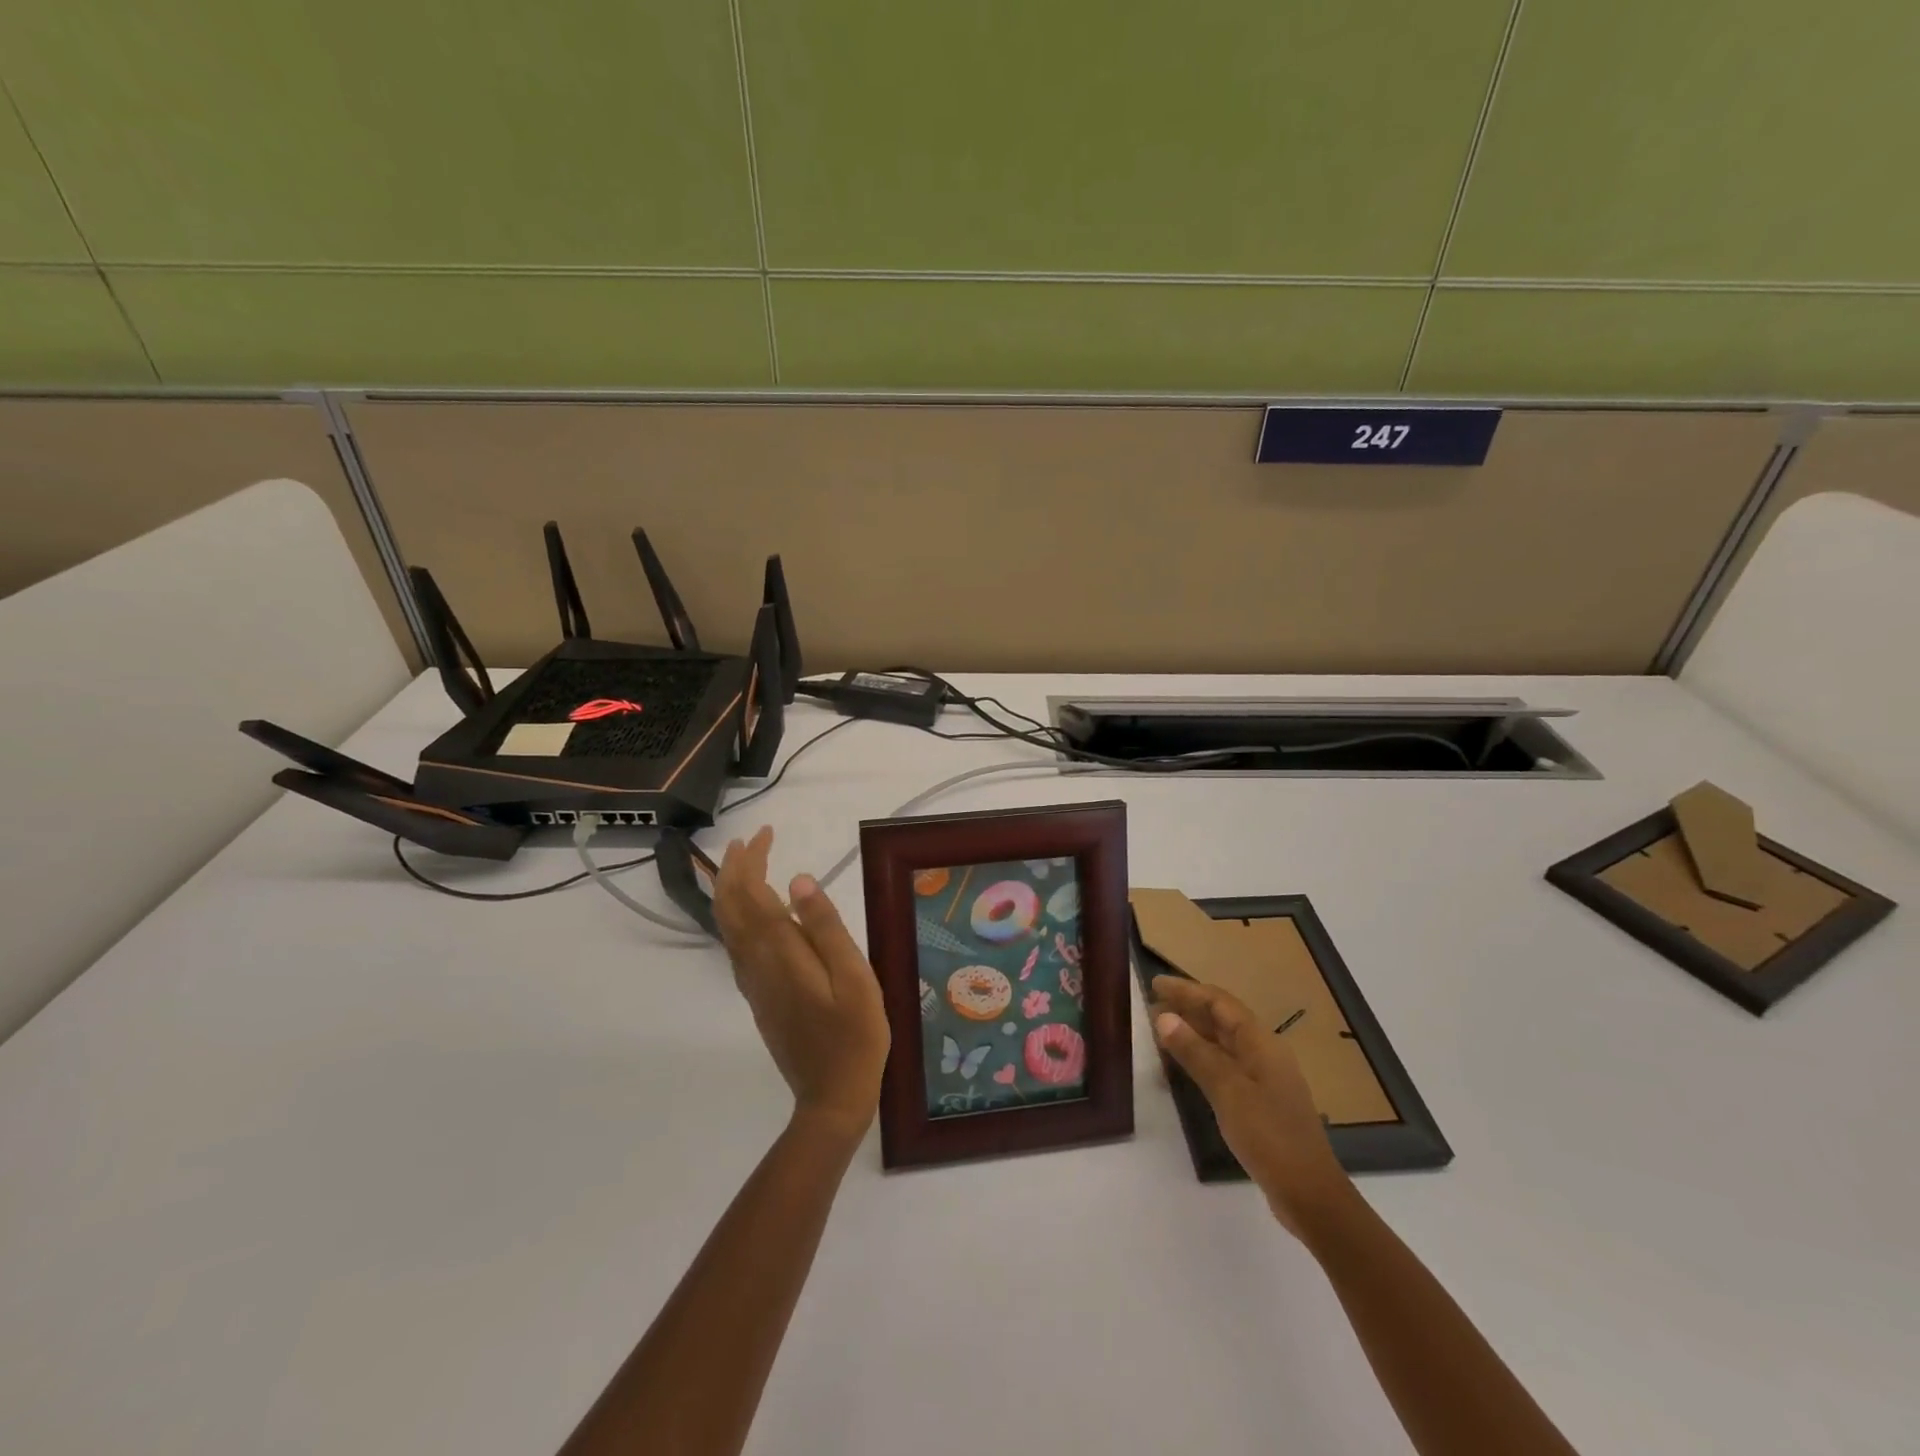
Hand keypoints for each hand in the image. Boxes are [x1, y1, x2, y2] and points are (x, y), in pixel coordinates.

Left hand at [714, 826, 890, 1139]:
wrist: (832, 1097)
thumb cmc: (855, 1034)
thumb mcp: (854, 977)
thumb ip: (826, 927)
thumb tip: (798, 879)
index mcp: (780, 953)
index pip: (751, 894)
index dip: (751, 860)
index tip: (764, 833)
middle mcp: (756, 964)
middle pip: (730, 907)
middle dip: (734, 869)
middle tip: (750, 841)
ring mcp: (754, 983)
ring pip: (728, 927)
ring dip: (731, 890)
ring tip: (746, 865)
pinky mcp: (759, 997)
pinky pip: (736, 946)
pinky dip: (737, 917)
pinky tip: (754, 915)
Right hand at [1151, 974, 1355, 1241]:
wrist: (1309, 1194)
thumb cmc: (1268, 1135)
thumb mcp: (1227, 1090)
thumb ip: (1195, 1052)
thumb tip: (1164, 1017)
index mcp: (1260, 1043)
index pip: (1219, 1002)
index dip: (1187, 990)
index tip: (1155, 983)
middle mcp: (1264, 1053)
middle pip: (1222, 1019)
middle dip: (1188, 1009)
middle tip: (1152, 1006)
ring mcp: (1264, 1078)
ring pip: (1222, 1043)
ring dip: (1192, 1033)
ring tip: (1160, 1032)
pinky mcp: (1260, 1101)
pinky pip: (1225, 1066)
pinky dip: (1201, 1059)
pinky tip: (1183, 1068)